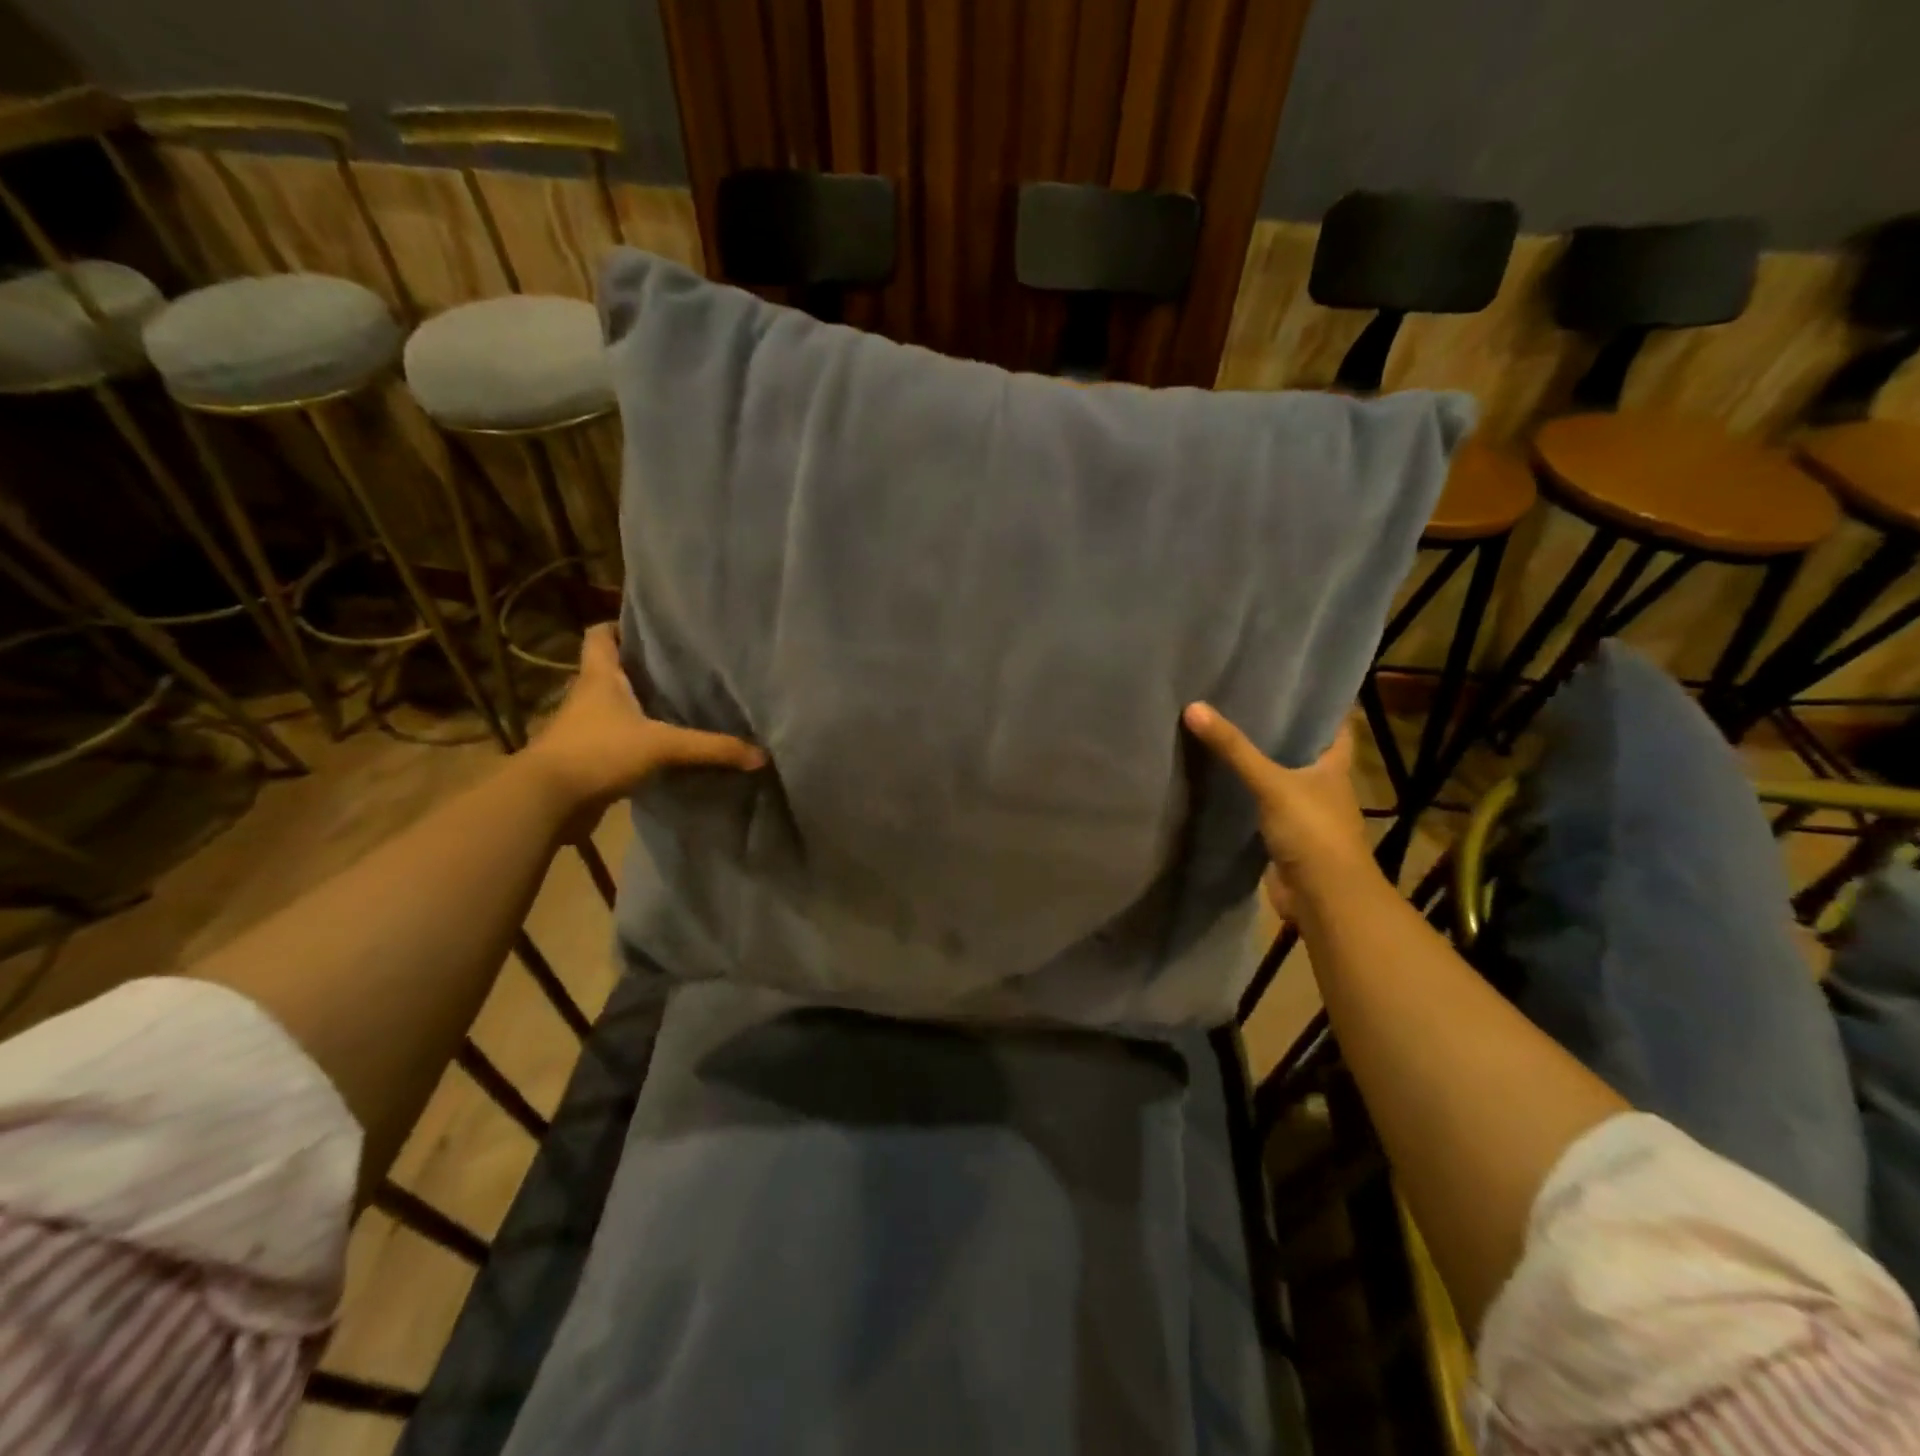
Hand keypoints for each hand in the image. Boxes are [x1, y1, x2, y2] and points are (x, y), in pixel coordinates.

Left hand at [525, 622, 764, 814]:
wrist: (547, 801)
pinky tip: (665, 749)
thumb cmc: (599, 752)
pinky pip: (617, 741)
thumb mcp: (663, 746)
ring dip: (640, 708)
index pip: (600, 635)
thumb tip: (761, 755)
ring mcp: (584, 729)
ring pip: (615, 708)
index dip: (620, 626)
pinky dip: (637, 742)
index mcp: (599, 678)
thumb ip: (712, 748)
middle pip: (613, 671)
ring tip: (680, 706)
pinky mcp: (587, 758)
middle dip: (643, 669)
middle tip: (683, 668)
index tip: (652, 629)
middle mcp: (588, 697)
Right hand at [1184, 704, 1373, 918]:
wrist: (1323, 898)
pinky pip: (1262, 808)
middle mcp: (1323, 786)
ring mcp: (1304, 814)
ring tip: (1225, 737)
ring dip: (1259, 765)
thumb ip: (1234, 749)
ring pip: (1280, 780)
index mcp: (1334, 767)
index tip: (1292, 684)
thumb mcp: (1271, 783)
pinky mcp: (1284, 838)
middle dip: (1278, 732)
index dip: (1318, 705)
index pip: (1334, 725)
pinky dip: (1246, 797)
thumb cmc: (1312, 830)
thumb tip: (1194, 707)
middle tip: (1243, 703)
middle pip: (1302, 751)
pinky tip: (1220, 784)